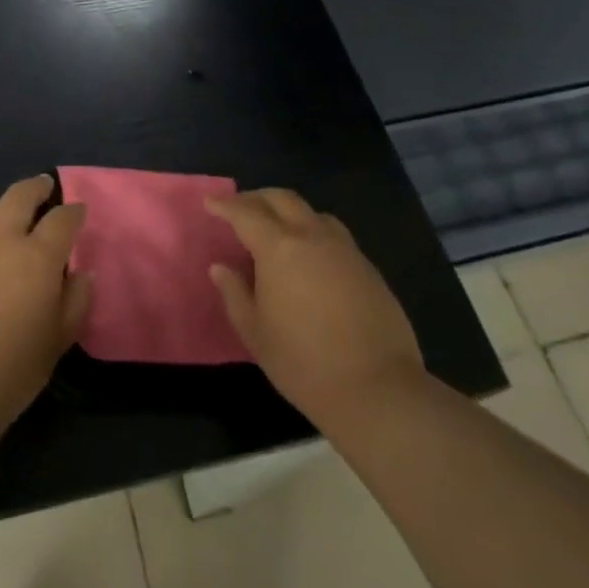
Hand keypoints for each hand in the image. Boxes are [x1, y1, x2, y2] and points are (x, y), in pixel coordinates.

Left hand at [0, 174, 91, 435]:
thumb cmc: (8, 372)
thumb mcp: (56, 343)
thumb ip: (76, 302)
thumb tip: (82, 274)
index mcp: (37, 256)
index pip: (62, 218)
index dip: (73, 211)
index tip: (77, 212)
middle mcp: (0, 238)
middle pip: (20, 195)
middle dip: (36, 188)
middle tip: (43, 190)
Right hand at [206, 188, 422, 426]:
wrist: (378, 389)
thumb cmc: (305, 363)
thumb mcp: (256, 334)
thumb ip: (235, 294)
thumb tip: (220, 267)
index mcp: (279, 248)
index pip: (246, 213)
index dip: (226, 206)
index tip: (211, 204)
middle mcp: (312, 237)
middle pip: (282, 199)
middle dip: (257, 198)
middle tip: (240, 208)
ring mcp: (345, 249)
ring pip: (312, 213)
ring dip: (289, 212)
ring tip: (278, 230)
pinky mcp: (368, 267)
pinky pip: (334, 235)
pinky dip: (314, 233)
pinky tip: (311, 258)